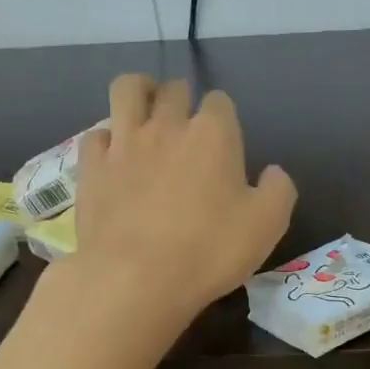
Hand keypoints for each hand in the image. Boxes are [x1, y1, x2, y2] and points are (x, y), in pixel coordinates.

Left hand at [67, 74, 295, 328]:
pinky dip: (107, 139)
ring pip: (128, 90)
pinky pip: (96, 134)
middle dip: (182, 99)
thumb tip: (273, 172)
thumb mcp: (267, 226)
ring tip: (145, 112)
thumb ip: (278, 190)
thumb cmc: (209, 251)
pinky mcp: (91, 167)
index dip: (223, 118)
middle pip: (174, 90)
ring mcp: (124, 143)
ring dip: (140, 92)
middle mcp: (167, 125)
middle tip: (185, 127)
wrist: (135, 278)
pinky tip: (114, 156)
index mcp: (213, 135)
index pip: (220, 102)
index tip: (224, 142)